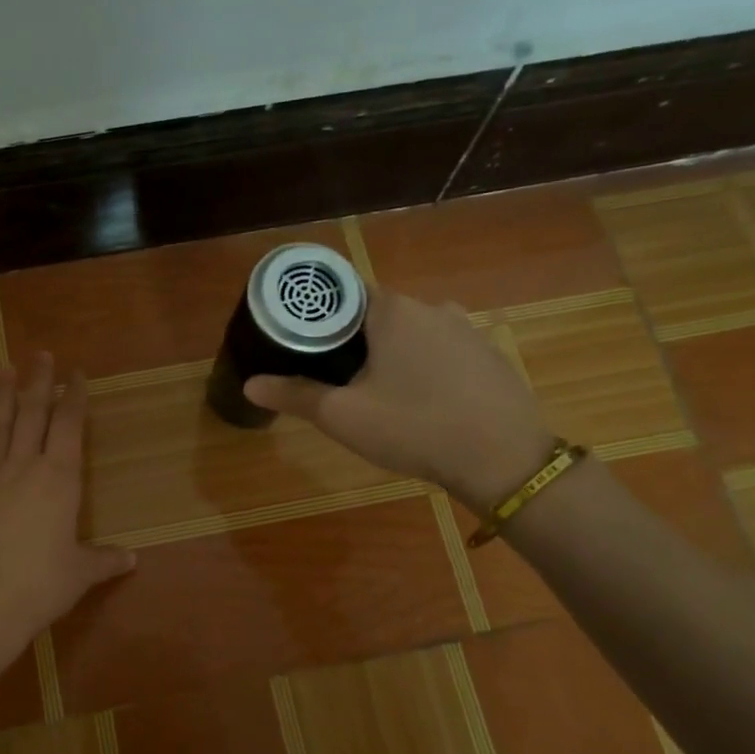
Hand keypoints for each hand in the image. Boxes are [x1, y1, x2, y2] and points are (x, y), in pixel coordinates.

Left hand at [0, 353, 135, 681]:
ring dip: (3, 397)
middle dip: (39, 383)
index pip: (70, 427)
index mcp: (60, 479)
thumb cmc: (42, 584)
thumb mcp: (81, 572)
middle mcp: (26, 469)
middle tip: (41, 354)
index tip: (76, 374)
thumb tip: (130, 559)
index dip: (74, 398)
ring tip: (3, 367)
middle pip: (34, 416)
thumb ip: (105, 560)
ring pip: (0, 428)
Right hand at [244, 290, 558, 512]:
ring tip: (374, 391)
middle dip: (352, 339)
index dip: (318, 316)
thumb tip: (249, 384)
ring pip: (412, 333)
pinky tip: (420, 402)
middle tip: (330, 375)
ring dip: (390, 353)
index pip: (343, 294)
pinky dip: (424, 367)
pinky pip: (442, 351)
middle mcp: (432, 308)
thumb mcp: (343, 416)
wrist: (505, 459)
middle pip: (376, 313)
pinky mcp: (489, 356)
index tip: (300, 341)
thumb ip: (294, 396)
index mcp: (392, 310)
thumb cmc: (414, 427)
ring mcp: (467, 330)